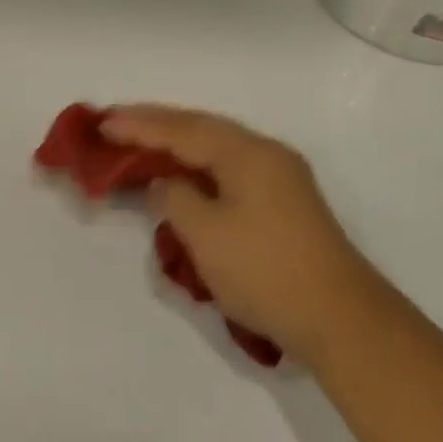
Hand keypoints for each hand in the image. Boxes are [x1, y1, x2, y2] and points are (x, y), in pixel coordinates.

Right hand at [101, 106, 383, 362]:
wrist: (340, 318)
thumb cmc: (265, 272)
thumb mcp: (206, 235)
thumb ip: (175, 198)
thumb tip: (162, 183)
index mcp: (247, 153)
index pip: (183, 130)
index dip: (139, 126)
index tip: (102, 123)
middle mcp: (266, 153)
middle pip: (202, 129)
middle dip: (157, 125)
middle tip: (115, 123)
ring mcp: (280, 177)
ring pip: (218, 148)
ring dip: (178, 144)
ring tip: (141, 143)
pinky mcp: (284, 202)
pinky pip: (230, 169)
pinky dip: (199, 167)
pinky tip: (183, 175)